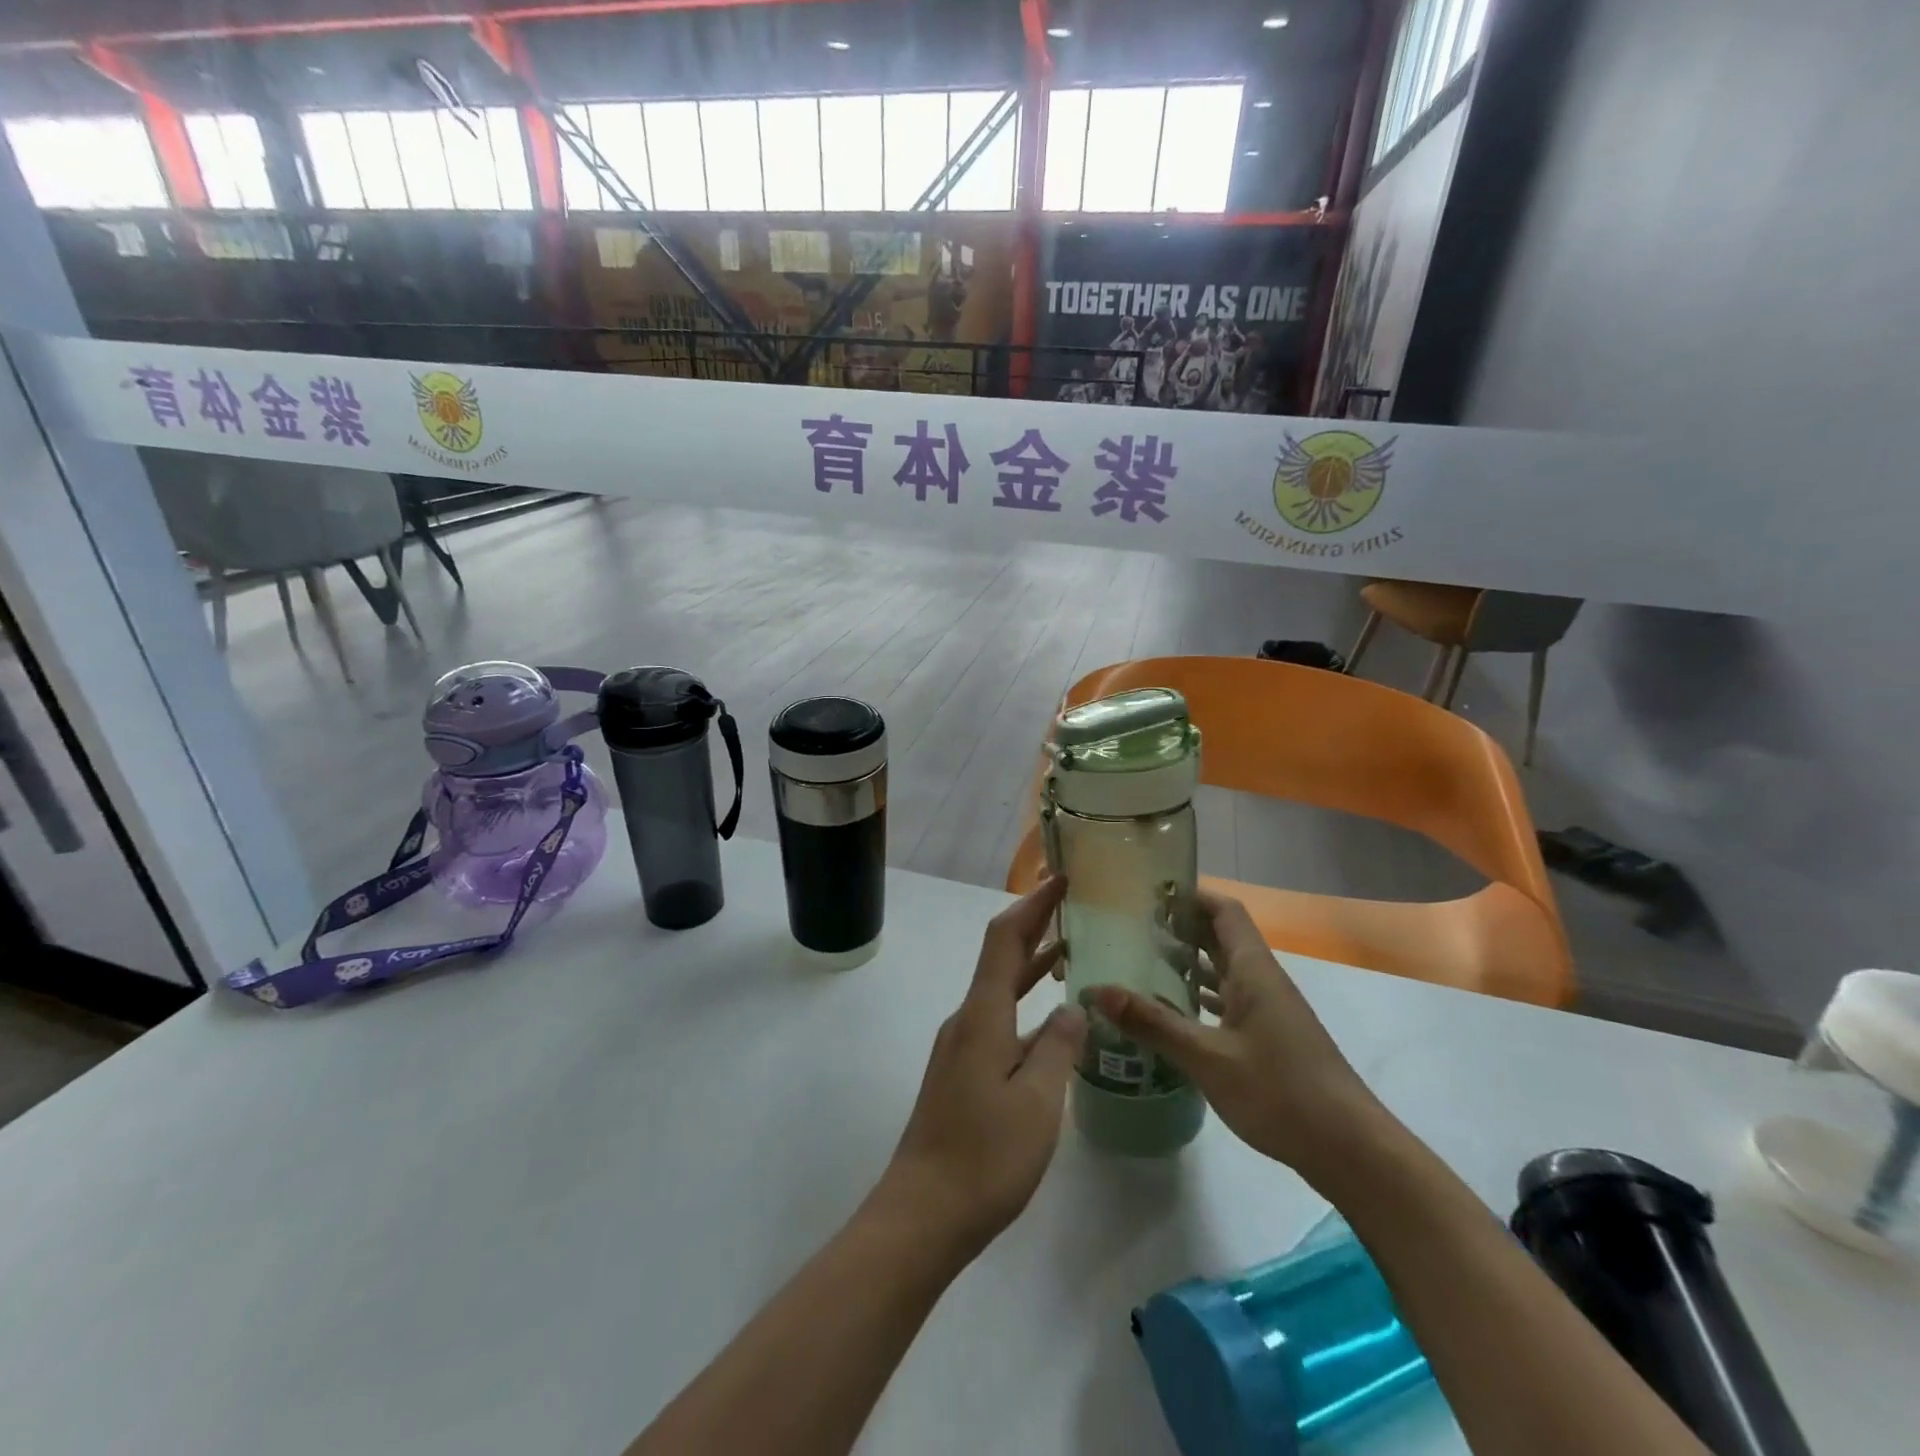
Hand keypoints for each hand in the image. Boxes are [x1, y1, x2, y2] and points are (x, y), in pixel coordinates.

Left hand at [873, 876, 1086, 1261]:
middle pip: (1001, 957)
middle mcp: (967, 1019)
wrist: (924, 1213)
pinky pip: (998, 1019)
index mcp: (983, 1015)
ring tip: (1071, 949)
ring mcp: (961, 1046)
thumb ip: (1058, 1047)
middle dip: (1034, 924)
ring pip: (1000, 989)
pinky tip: (1051, 1021)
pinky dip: (1025, 1003)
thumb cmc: (984, 1156)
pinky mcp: (961, 1071)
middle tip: (1072, 903)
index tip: (1060, 878)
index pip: (1005, 939)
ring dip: (1031, 964)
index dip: (1032, 904)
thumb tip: (1074, 1006)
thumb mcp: (1037, 1101)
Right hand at [1087, 888, 1384, 1180]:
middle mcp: (1262, 980)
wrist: (1350, 1150)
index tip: (1149, 892)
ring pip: (1224, 969)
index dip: (1190, 894)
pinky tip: (1172, 1010)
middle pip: (1221, 936)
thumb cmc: (1280, 1092)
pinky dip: (1200, 995)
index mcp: (1253, 970)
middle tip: (1131, 925)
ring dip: (1189, 960)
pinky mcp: (1269, 1037)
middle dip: (1180, 925)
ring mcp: (1268, 1010)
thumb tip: (1095, 990)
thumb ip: (1152, 1023)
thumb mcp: (1208, 1058)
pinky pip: (1228, 999)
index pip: (1224, 910)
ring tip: (1141, 960)